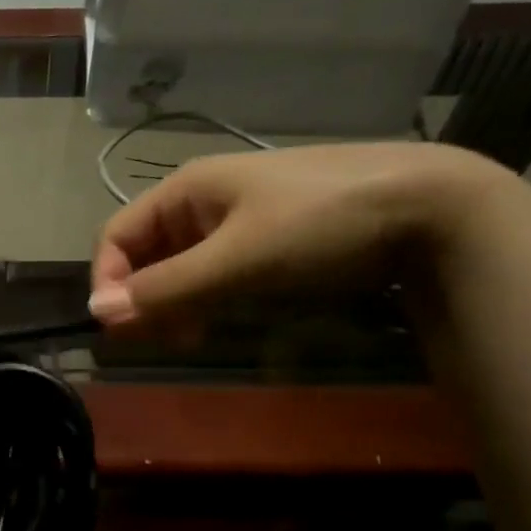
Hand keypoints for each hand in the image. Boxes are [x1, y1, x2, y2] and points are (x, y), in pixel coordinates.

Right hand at [88, 143, 497, 330]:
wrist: (432, 207)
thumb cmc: (321, 225)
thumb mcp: (237, 259)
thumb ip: (166, 288)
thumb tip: (98, 313)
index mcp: (186, 190)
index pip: (117, 236)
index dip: (108, 281)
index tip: (119, 329)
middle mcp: (203, 200)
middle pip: (145, 253)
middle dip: (143, 297)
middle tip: (160, 340)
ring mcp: (238, 218)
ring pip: (179, 266)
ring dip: (173, 303)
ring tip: (191, 336)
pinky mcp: (267, 239)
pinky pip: (214, 270)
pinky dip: (205, 298)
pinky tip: (221, 319)